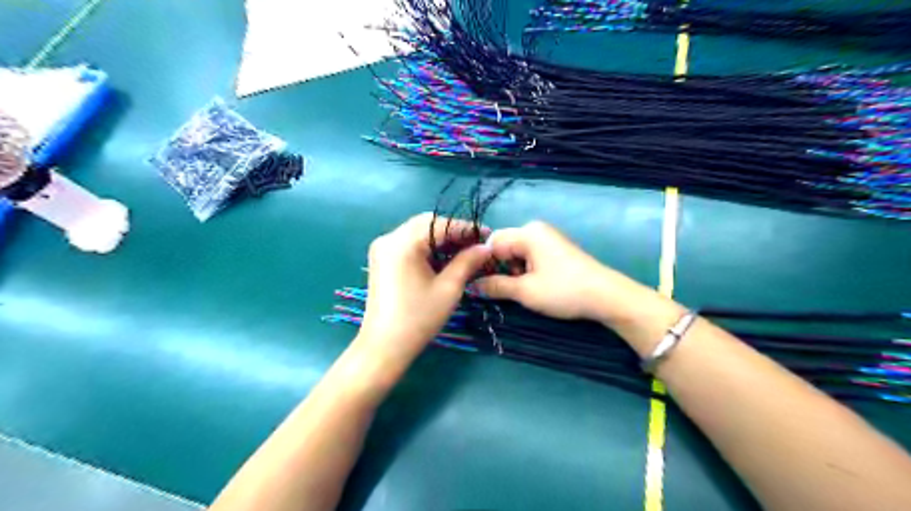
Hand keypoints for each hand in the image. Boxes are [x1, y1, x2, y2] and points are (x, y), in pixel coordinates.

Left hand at [360, 214, 494, 365]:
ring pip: (417, 232)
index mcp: (403, 243)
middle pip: (427, 223)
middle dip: (453, 231)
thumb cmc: (418, 319)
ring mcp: (382, 248)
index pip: (440, 224)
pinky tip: (444, 257)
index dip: (466, 228)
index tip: (487, 234)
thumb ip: (468, 262)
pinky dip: (427, 246)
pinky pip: (408, 243)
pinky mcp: (381, 259)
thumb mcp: (449, 289)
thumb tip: (486, 247)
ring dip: (441, 238)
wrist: (384, 346)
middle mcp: (389, 238)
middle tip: (476, 243)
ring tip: (464, 250)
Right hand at [478, 221, 653, 325]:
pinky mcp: (555, 249)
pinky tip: (534, 286)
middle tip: (503, 290)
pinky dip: (525, 270)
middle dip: (499, 268)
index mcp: (528, 233)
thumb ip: (495, 286)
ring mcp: (547, 238)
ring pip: (516, 253)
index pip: (492, 243)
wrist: (606, 296)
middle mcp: (536, 229)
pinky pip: (529, 256)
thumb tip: (471, 286)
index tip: (477, 285)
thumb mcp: (525, 291)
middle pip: (504, 246)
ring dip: (512, 272)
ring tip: (522, 290)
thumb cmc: (563, 290)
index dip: (482, 264)